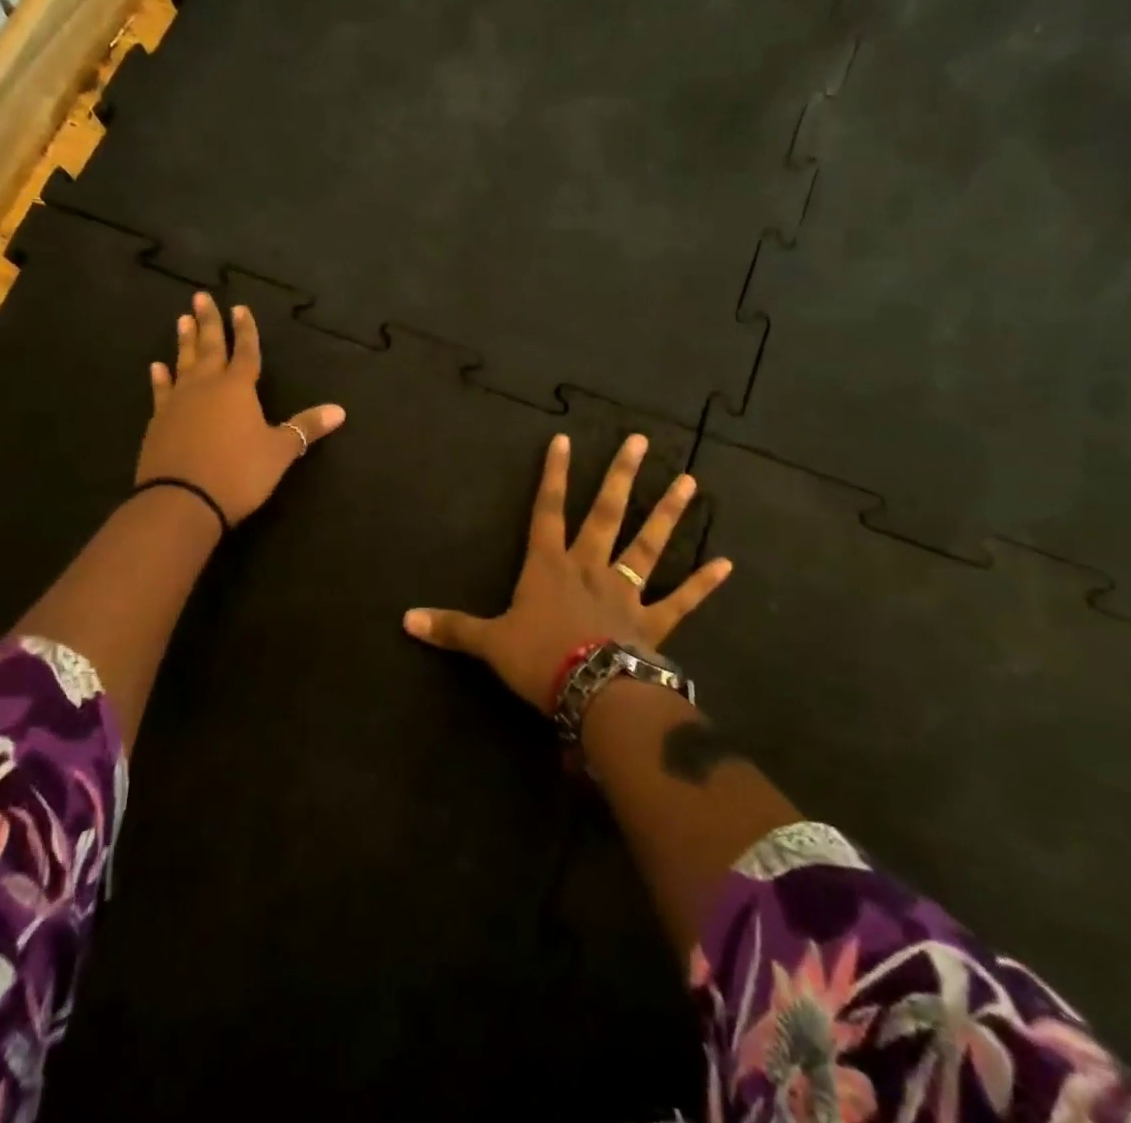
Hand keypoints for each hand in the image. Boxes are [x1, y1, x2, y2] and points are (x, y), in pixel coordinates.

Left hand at [136, 291, 345, 522]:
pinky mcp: (159, 422)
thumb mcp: (279, 451)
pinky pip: (161, 391)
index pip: (246, 352)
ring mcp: (178, 402)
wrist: (182, 500)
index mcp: (238, 388)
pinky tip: (157, 367)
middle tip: (201, 297)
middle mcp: (206, 386)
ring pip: (183, 363)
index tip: (240, 307)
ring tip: (181, 320)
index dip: (246, 331)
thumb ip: (306, 427)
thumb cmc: (238, 472)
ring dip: (185, 342)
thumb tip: (340, 410)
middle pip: (210, 347)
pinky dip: (160, 378)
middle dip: (208, 322)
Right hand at [403, 433, 732, 711]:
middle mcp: (590, 568)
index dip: (553, 475)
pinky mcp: (653, 623)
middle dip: (621, 476)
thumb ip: (452, 628)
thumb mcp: (489, 642)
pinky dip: (702, 584)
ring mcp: (626, 593)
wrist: (590, 692)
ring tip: (689, 482)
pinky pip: (681, 600)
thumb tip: (404, 619)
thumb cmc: (538, 659)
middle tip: (640, 441)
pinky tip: (726, 564)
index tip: (564, 439)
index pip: (547, 509)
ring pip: (648, 546)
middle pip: (607, 513)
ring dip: (667, 514)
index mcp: (549, 566)